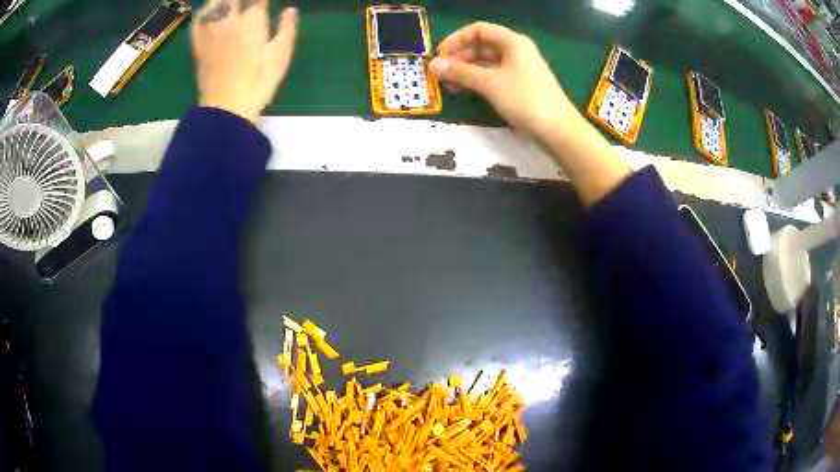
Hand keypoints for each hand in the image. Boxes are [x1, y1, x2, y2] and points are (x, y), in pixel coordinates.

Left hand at [191, 0, 297, 122]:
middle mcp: (230, 20)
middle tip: (247, 3)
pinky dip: (202, 14)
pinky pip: (197, 23)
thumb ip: (287, 29)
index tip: (262, 3)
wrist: (226, 107)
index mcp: (253, 20)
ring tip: (227, 3)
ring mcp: (211, 32)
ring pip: (214, 4)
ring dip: (220, 1)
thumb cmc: (259, 82)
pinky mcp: (199, 46)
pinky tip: (207, 13)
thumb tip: (290, 9)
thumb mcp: (281, 56)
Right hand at [430, 22, 576, 137]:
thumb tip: (433, 65)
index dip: (457, 39)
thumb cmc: (524, 99)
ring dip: (467, 70)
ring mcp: (520, 68)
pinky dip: (478, 80)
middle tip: (441, 72)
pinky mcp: (521, 85)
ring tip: (448, 84)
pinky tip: (464, 90)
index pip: (479, 29)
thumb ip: (460, 72)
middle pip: (483, 45)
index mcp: (512, 42)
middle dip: (460, 57)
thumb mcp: (489, 83)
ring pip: (487, 62)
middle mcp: (517, 50)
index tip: (441, 54)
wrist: (557, 130)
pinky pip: (495, 75)